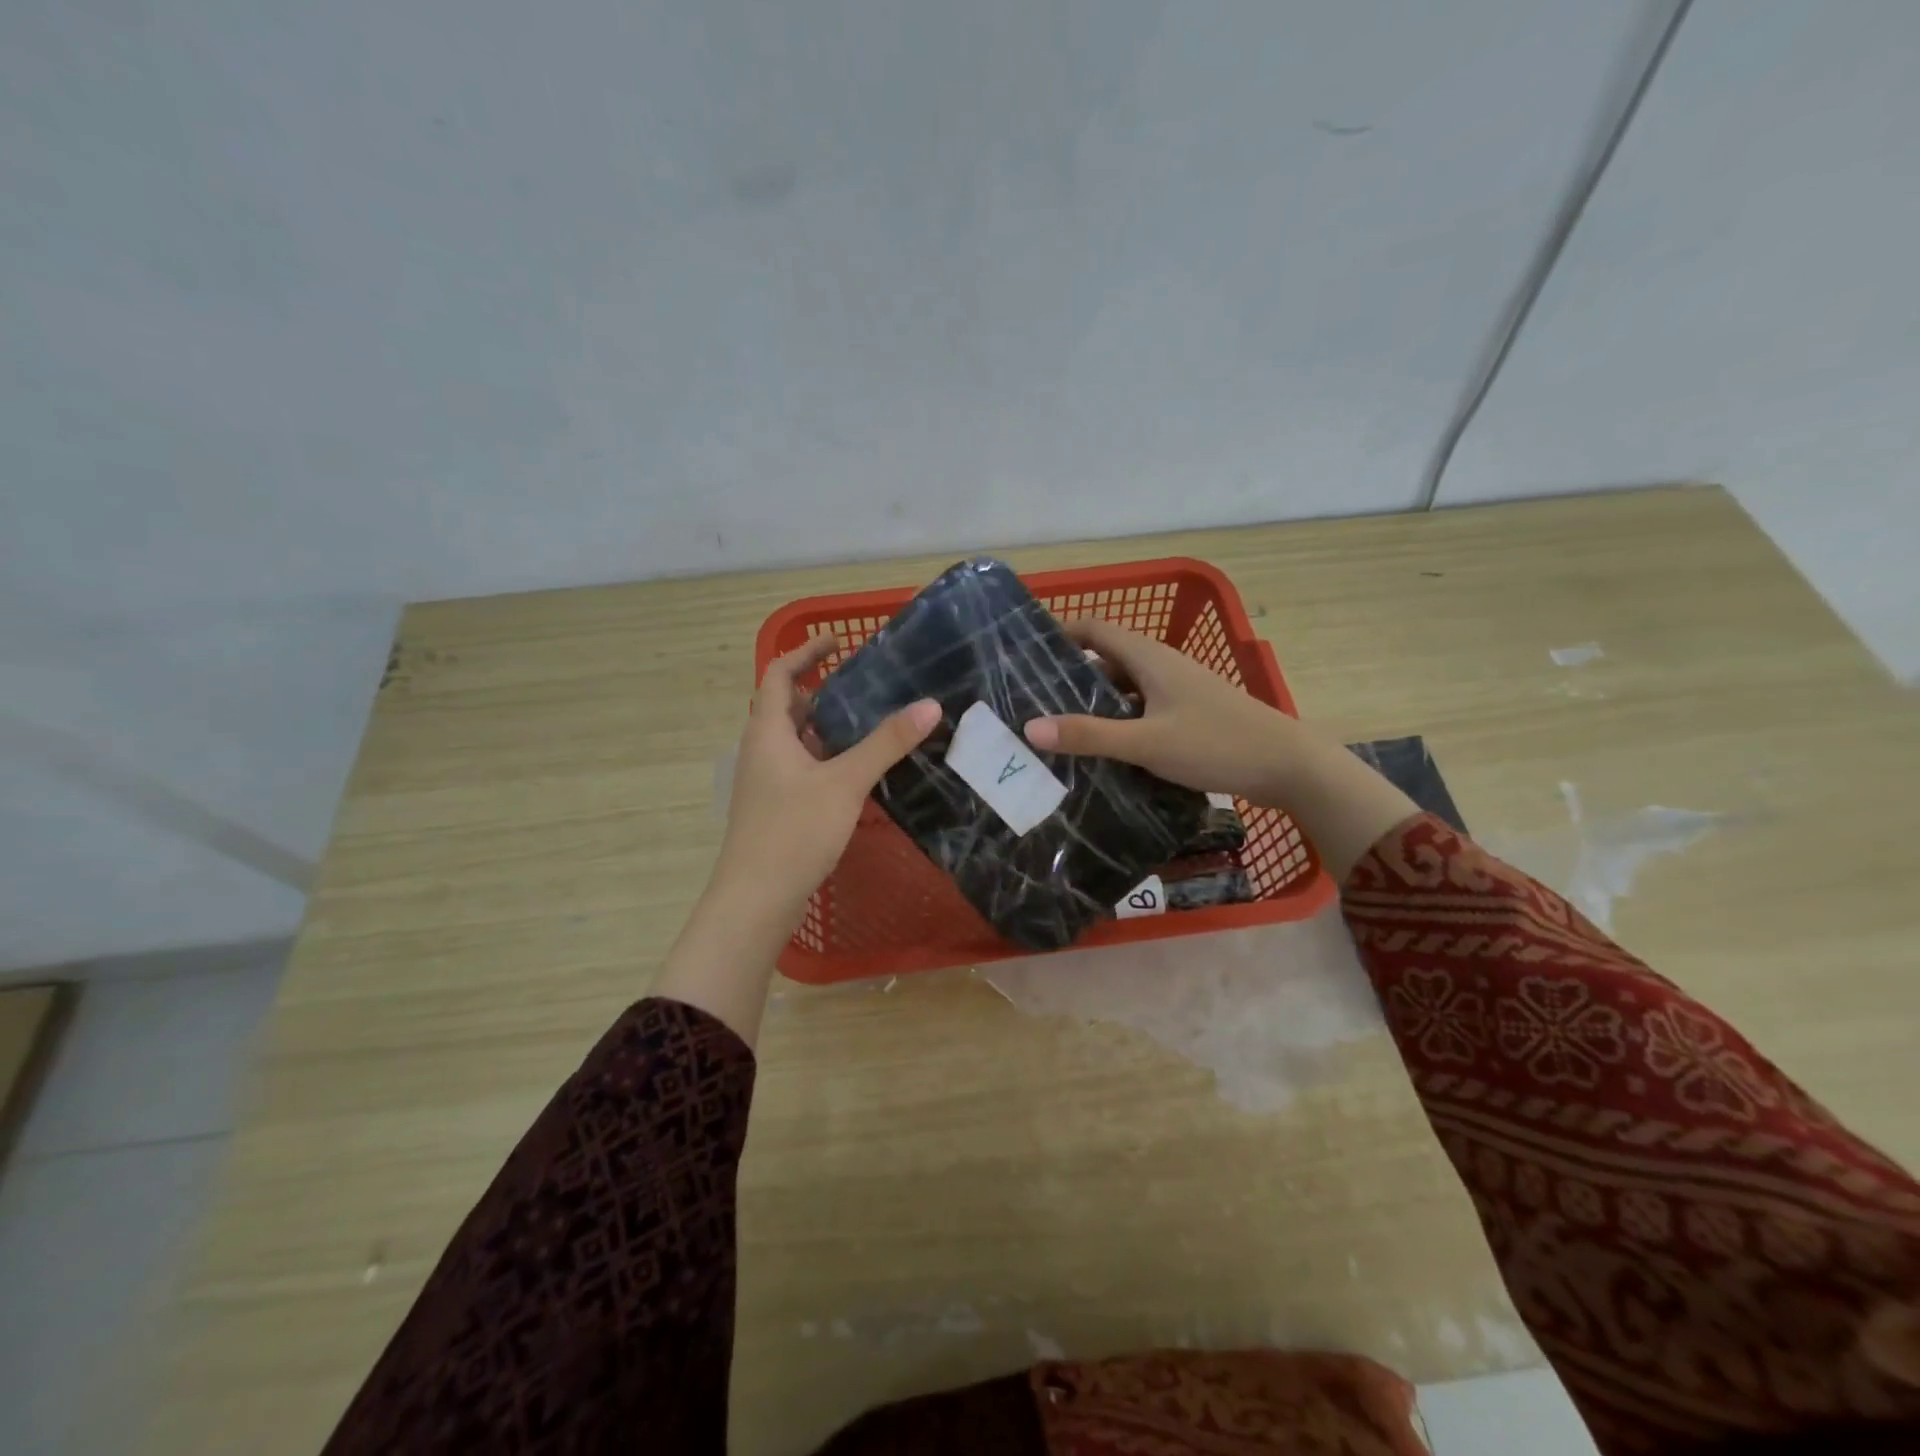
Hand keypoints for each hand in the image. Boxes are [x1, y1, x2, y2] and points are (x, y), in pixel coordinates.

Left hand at [715, 634, 939, 931]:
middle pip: (786, 706)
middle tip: (864, 685)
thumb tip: (930, 704)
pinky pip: (802, 768)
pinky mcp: (776, 808)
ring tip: (869, 722)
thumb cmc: (794, 831)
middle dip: (821, 690)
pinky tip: (857, 771)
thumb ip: (886, 743)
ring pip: (796, 740)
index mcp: (767, 732)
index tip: (836, 641)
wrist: (756, 900)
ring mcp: (766, 782)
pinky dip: (826, 757)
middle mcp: (761, 750)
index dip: (804, 653)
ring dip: (825, 727)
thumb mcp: (845, 782)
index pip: (778, 675)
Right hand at [1022, 619, 1308, 803]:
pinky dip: (1119, 720)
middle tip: (1032, 697)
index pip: (1095, 629)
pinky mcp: (1188, 714)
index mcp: (1150, 658)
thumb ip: (1089, 735)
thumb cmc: (1215, 743)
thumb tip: (1030, 728)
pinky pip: (1141, 709)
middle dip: (1070, 674)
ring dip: (1094, 701)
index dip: (1061, 633)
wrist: (1287, 765)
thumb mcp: (1146, 742)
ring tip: (1058, 724)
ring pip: (1125, 687)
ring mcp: (1178, 690)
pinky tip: (1103, 747)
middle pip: (1107, 659)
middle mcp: (1162, 666)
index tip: (1026, 651)